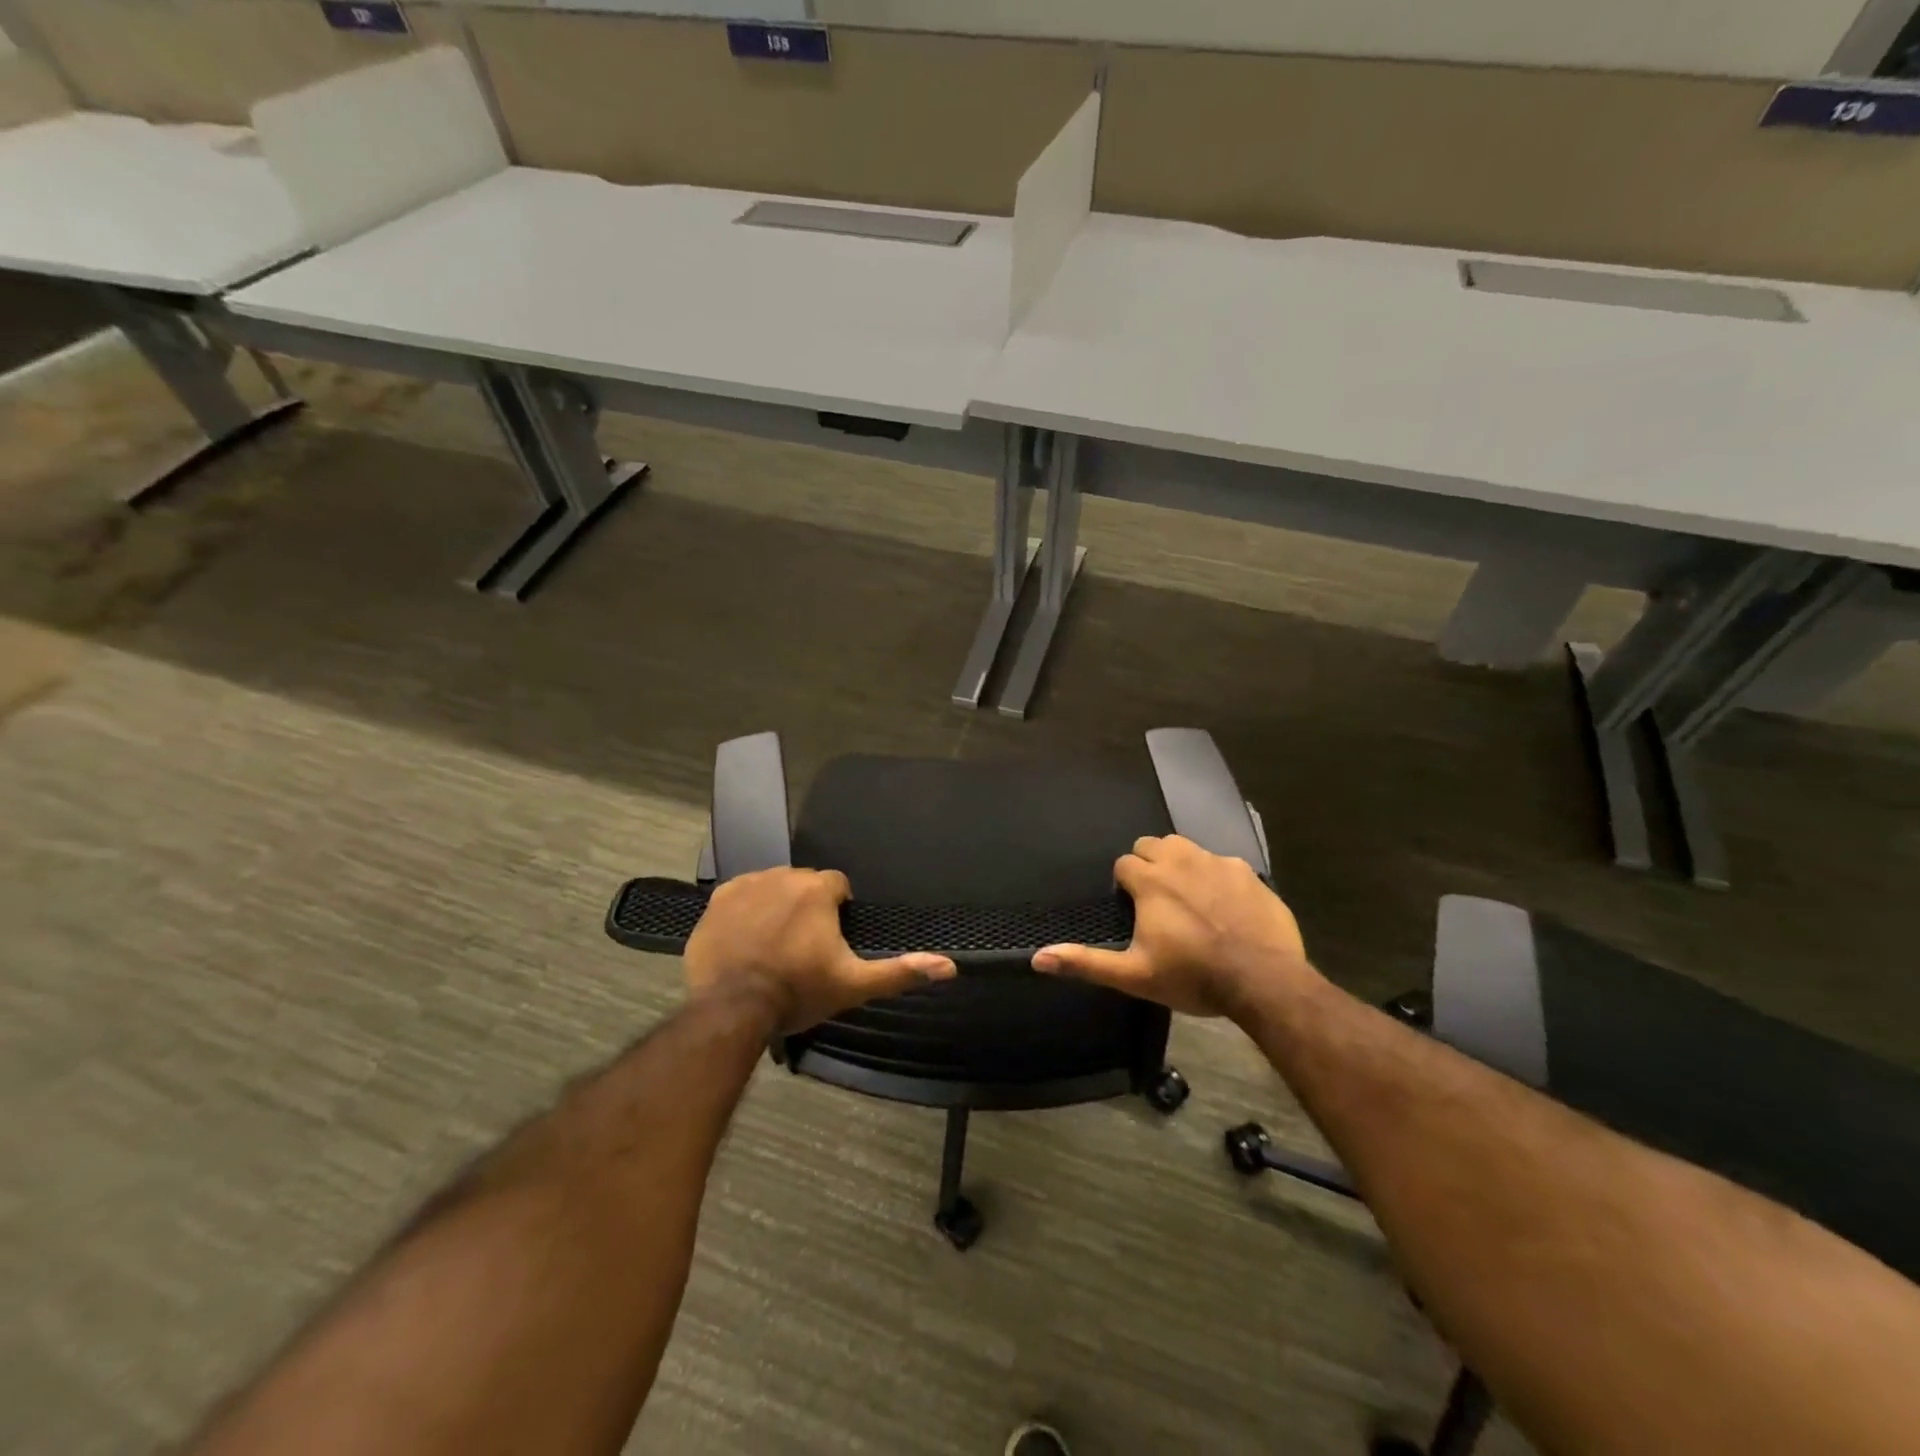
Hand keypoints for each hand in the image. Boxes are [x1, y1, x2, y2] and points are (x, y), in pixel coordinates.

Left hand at [685, 867, 955, 1034]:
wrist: (732, 1009)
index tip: (828, 941)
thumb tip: (949, 966)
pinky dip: (745, 910)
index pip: (837, 885)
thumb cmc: (798, 992)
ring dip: (776, 906)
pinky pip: (741, 895)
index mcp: (817, 889)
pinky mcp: (717, 899)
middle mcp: (783, 876)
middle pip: (804, 884)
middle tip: (801, 947)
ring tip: (773, 944)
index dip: (836, 912)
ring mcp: (747, 885)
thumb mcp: (853, 985)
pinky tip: (745, 940)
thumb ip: (900, 971)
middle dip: (806, 907)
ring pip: (772, 887)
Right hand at [1031, 835, 1315, 1017]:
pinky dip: (1215, 876)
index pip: (1124, 864)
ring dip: (1179, 863)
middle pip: (1152, 845)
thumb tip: (1037, 958)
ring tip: (1186, 895)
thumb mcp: (1134, 975)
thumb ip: (1085, 963)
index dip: (1125, 885)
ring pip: (1186, 847)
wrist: (1263, 980)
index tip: (1133, 908)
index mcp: (1150, 880)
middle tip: (1156, 900)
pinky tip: (1224, 904)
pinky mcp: (1247, 872)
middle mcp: (1180, 860)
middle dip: (1148, 864)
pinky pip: (1221, 862)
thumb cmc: (1193, 976)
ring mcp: (1217, 862)